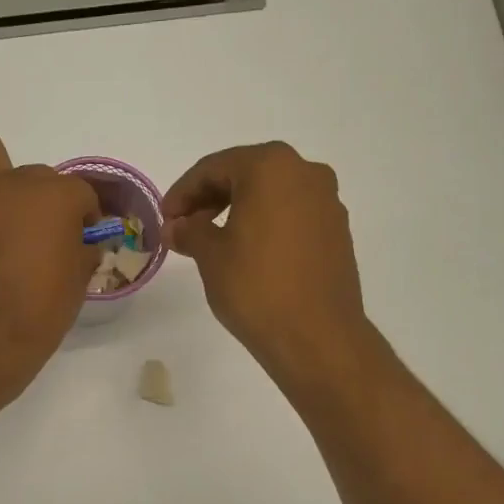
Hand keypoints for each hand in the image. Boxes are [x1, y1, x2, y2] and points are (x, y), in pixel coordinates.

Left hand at [0, 133, 99, 399]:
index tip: (83, 241)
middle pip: (39, 176)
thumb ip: (81, 250)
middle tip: (42, 239)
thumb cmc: (40, 313)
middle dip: (45, 202)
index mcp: (57, 197)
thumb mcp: (78, 282)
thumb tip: (79, 243)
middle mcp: (16, 183)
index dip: (85, 218)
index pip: (81, 194)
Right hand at [163, 142, 372, 386]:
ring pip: (271, 195)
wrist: (316, 336)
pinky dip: (265, 225)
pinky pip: (292, 216)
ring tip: (212, 243)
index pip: (214, 167)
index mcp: (271, 167)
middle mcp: (306, 173)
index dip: (183, 192)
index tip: (165, 218)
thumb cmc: (256, 287)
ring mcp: (327, 202)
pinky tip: (247, 254)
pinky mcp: (337, 232)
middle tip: (184, 228)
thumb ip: (190, 231)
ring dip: (238, 212)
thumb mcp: (210, 256)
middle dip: (210, 199)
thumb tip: (176, 226)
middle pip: (246, 175)